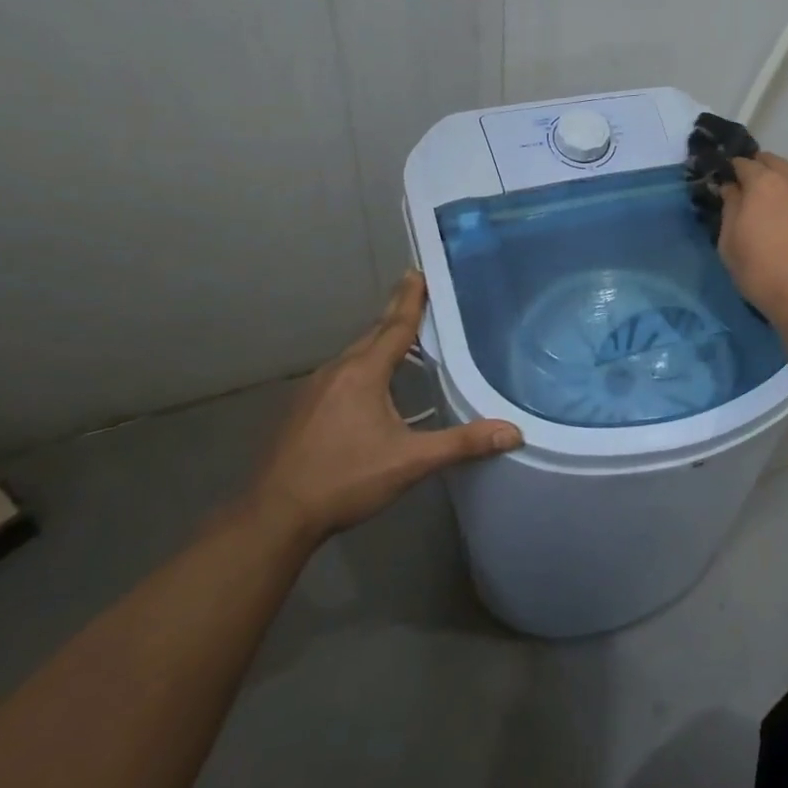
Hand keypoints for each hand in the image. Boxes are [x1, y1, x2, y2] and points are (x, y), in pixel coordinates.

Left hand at [249, 272, 521, 544]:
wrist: (275, 515)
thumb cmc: (346, 480)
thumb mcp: (410, 462)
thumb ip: (462, 444)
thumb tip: (513, 432)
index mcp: (363, 373)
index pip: (395, 326)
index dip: (410, 299)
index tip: (418, 272)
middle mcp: (337, 371)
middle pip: (373, 335)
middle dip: (396, 314)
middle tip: (417, 295)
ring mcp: (314, 390)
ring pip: (354, 355)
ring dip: (378, 341)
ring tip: (400, 336)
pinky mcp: (302, 409)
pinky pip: (340, 373)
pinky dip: (361, 366)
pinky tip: (369, 384)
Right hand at [718, 151, 787, 328]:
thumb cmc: (762, 271)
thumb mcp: (730, 243)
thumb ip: (730, 209)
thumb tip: (731, 189)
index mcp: (763, 183)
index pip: (744, 163)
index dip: (733, 170)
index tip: (727, 182)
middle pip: (774, 162)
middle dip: (760, 169)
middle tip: (749, 190)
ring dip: (783, 186)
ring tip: (775, 210)